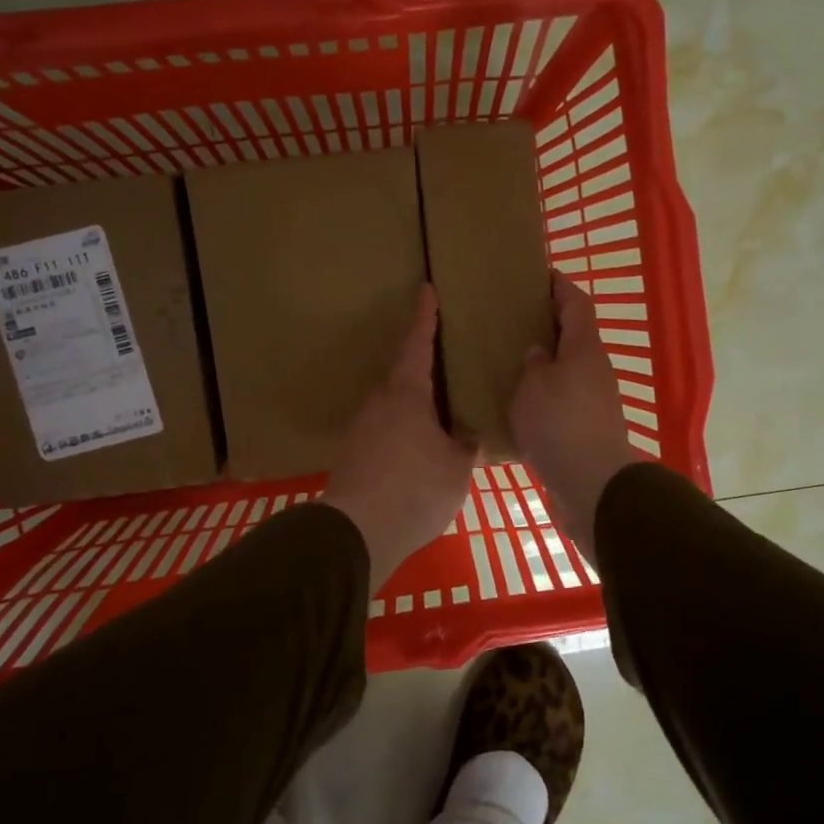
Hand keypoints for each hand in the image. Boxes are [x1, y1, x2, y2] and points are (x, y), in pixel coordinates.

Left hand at [322, 285, 478, 594]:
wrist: (356, 533)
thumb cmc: (415, 490)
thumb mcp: (456, 468)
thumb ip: (465, 446)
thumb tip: (468, 437)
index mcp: (406, 394)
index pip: (417, 344)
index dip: (424, 317)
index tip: (426, 290)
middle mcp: (379, 402)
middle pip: (404, 374)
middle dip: (425, 366)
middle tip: (450, 361)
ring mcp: (363, 428)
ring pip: (395, 404)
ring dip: (417, 402)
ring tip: (443, 410)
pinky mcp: (355, 454)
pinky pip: (387, 428)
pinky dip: (406, 427)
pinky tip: (421, 446)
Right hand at [509, 270, 640, 556]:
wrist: (591, 482)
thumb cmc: (558, 424)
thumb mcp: (533, 387)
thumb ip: (533, 365)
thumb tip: (538, 354)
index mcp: (583, 349)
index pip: (576, 304)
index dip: (560, 287)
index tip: (543, 275)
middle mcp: (596, 370)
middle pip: (575, 337)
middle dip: (550, 326)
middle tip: (517, 321)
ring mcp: (597, 400)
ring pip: (570, 369)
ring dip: (548, 363)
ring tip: (514, 363)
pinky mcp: (590, 428)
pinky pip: (566, 399)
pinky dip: (547, 393)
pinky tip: (523, 404)